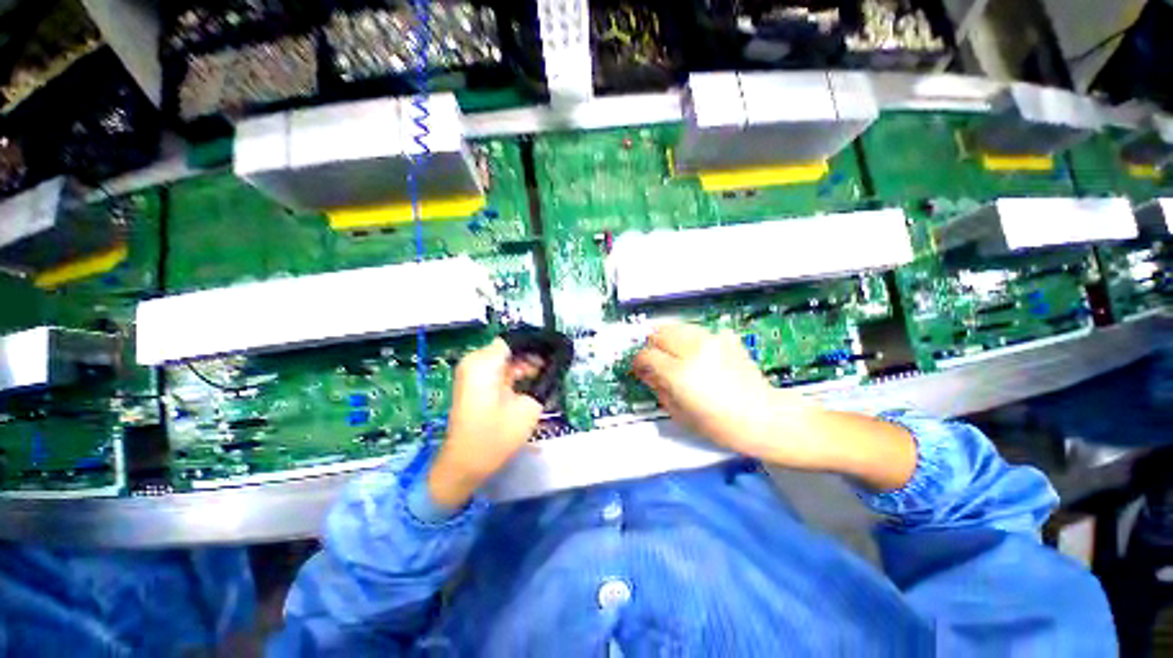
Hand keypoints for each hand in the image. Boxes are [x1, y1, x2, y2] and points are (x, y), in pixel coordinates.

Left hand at [428, 339, 543, 509]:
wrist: (465, 464)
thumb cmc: (497, 436)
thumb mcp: (528, 407)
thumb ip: (541, 381)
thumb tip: (551, 366)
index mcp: (484, 363)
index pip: (514, 341)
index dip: (535, 345)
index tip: (555, 352)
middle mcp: (474, 362)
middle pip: (509, 348)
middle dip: (531, 355)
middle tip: (554, 366)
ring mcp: (471, 373)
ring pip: (505, 359)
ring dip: (524, 365)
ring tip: (546, 374)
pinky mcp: (473, 384)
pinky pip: (497, 370)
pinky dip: (514, 373)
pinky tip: (531, 382)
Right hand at [633, 323, 916, 489]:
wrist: (764, 417)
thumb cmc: (720, 425)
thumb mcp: (680, 413)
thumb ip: (658, 388)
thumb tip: (646, 373)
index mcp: (679, 372)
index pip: (647, 354)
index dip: (639, 361)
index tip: (640, 368)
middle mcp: (693, 350)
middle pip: (659, 333)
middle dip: (653, 346)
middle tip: (656, 360)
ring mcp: (711, 341)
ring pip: (678, 327)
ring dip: (670, 339)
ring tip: (674, 355)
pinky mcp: (725, 339)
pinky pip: (698, 332)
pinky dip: (691, 339)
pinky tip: (697, 355)